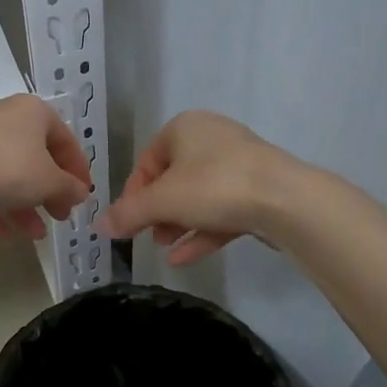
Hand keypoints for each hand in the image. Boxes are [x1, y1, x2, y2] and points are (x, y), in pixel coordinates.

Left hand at [0, 94, 92, 241]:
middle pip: (33, 157)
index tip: (83, 195)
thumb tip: (79, 192)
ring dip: (24, 206)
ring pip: (6, 174)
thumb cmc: (10, 168)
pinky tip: (4, 235)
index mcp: (32, 111)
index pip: (64, 138)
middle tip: (60, 216)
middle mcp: (2, 117)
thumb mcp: (50, 182)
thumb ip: (69, 188)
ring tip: (34, 235)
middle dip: (49, 192)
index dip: (78, 169)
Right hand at [100, 111, 291, 264]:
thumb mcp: (161, 201)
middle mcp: (211, 138)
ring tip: (164, 247)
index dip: (133, 195)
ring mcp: (239, 164)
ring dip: (177, 223)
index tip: (128, 223)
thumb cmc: (213, 186)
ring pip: (198, 196)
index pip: (146, 161)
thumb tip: (100, 226)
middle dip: (157, 212)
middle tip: (147, 236)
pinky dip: (202, 231)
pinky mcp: (259, 189)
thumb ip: (128, 213)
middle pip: (172, 179)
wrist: (286, 200)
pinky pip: (221, 210)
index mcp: (184, 128)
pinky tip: (184, 258)